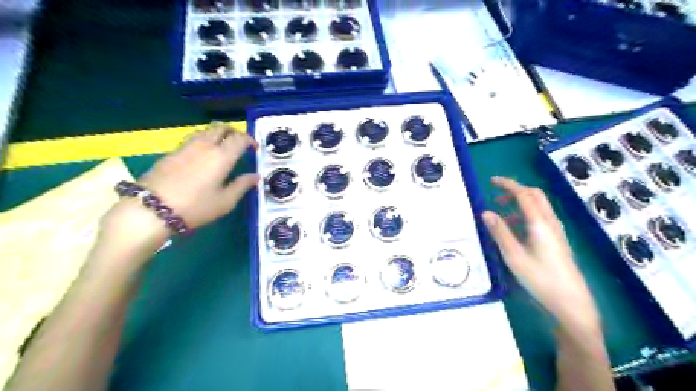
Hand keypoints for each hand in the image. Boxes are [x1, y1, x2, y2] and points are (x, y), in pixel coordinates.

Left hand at [139, 122, 260, 228]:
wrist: (151, 209)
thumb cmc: (195, 207)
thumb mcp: (225, 201)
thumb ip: (242, 185)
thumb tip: (255, 176)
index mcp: (222, 156)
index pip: (240, 138)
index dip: (250, 140)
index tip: (255, 147)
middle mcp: (205, 145)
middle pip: (221, 127)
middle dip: (234, 131)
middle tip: (240, 142)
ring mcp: (185, 147)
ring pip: (205, 130)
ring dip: (217, 133)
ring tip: (222, 145)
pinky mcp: (171, 152)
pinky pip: (193, 138)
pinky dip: (203, 140)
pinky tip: (203, 154)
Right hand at [482, 178, 601, 332]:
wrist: (571, 302)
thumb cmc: (540, 278)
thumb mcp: (514, 256)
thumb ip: (499, 232)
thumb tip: (485, 212)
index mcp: (540, 223)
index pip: (524, 194)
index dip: (508, 184)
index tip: (492, 180)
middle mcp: (550, 222)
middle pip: (535, 196)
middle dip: (515, 190)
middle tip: (496, 194)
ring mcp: (556, 231)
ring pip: (538, 206)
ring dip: (519, 203)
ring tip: (500, 213)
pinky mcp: (556, 239)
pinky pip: (540, 218)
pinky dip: (525, 215)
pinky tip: (514, 229)